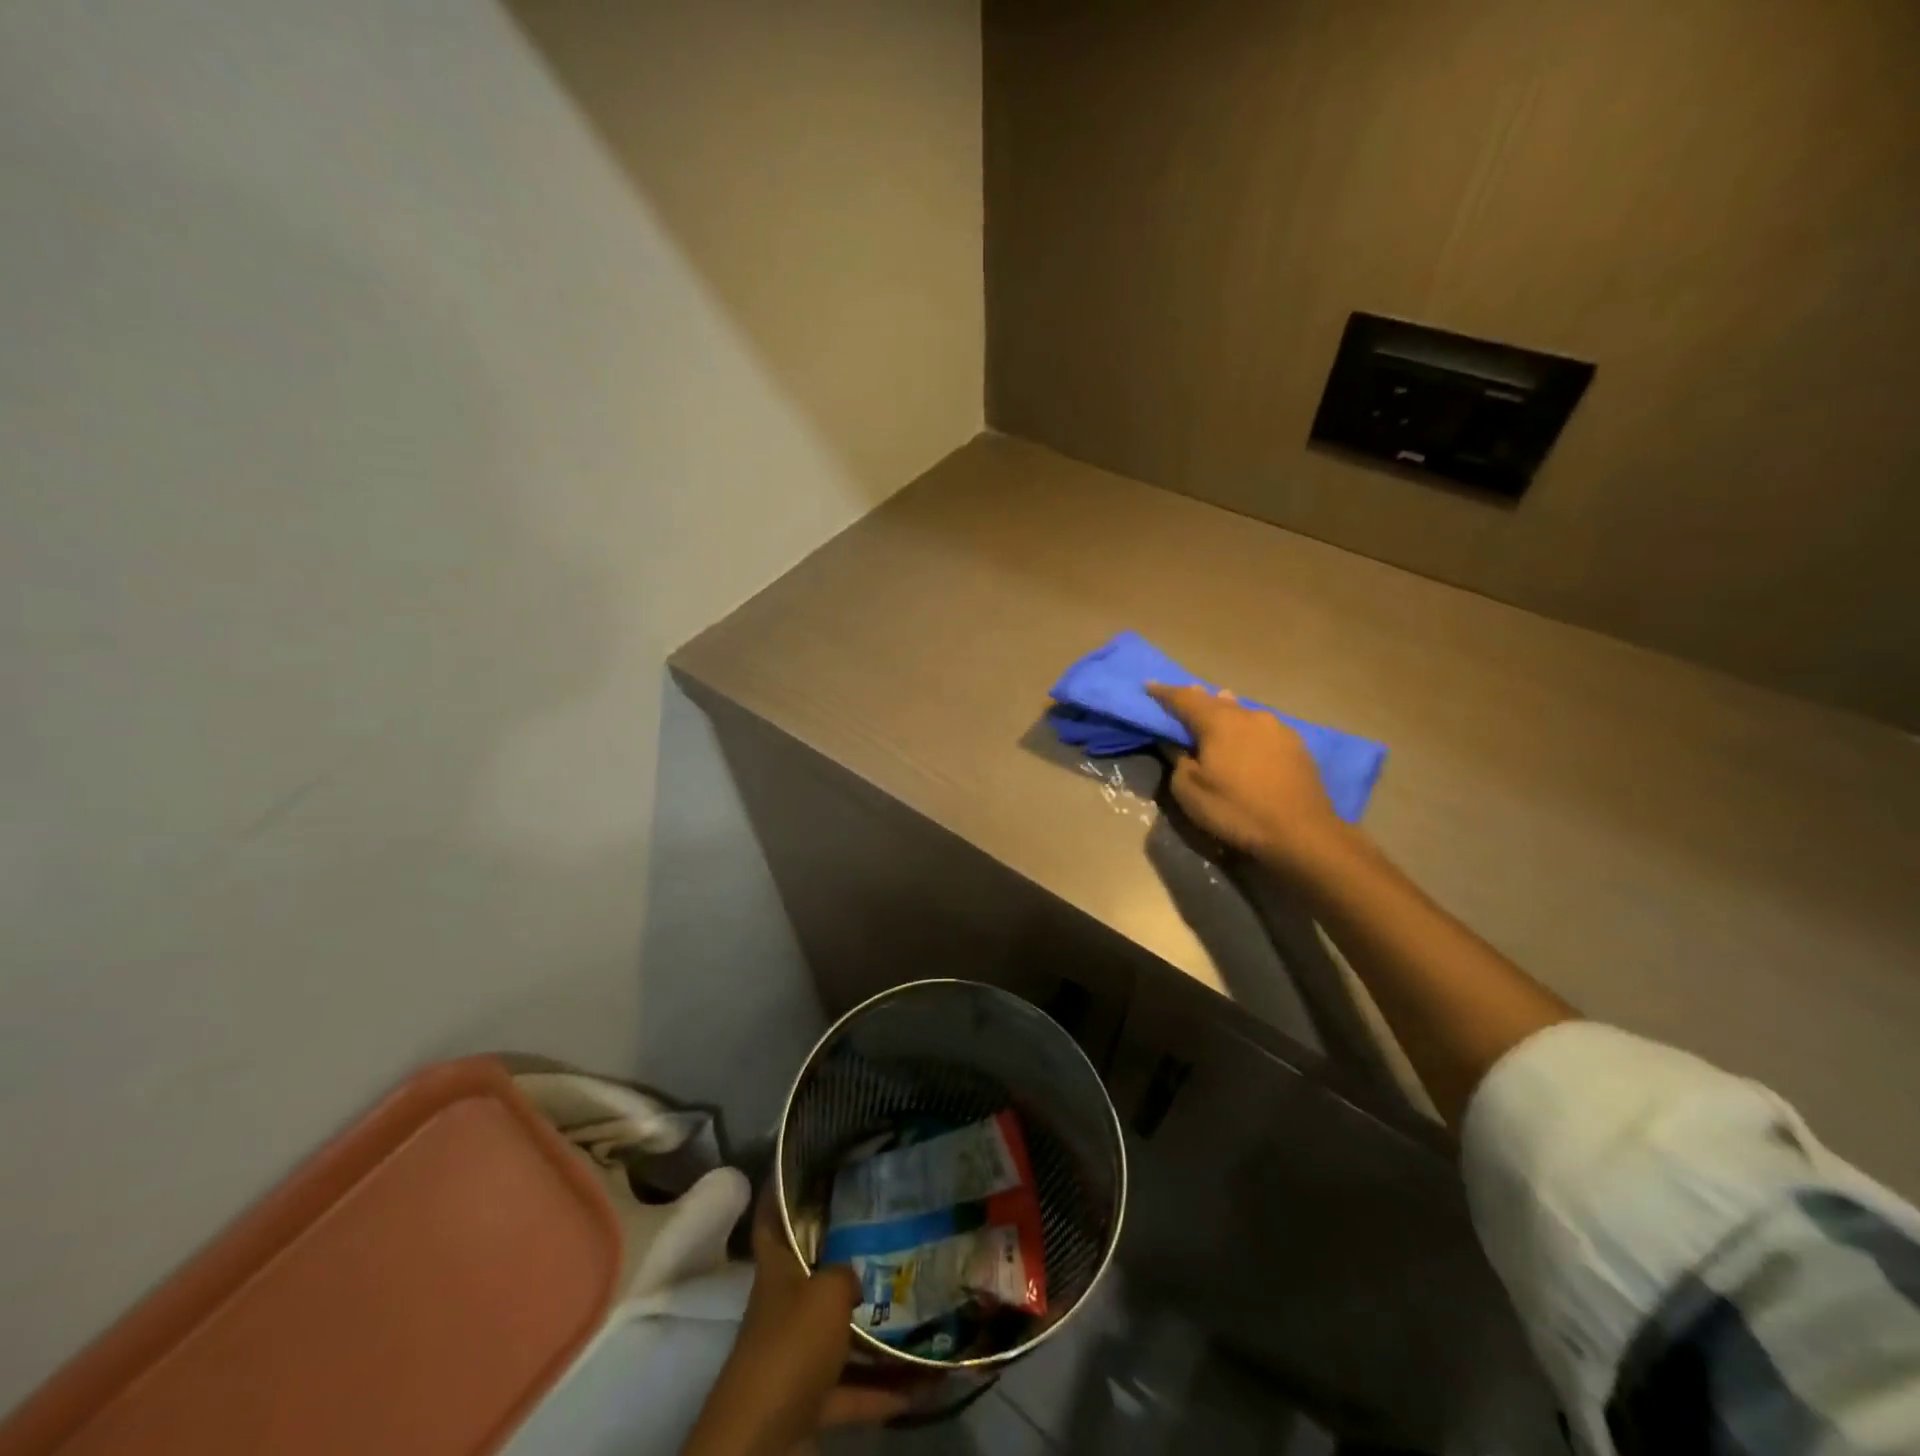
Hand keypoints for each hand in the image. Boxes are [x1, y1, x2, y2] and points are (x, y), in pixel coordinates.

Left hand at [681, 1195, 910, 1455]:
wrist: (760, 1442)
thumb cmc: (789, 1348)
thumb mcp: (826, 1293)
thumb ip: (846, 1274)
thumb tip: (857, 1276)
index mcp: (778, 1271)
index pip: (772, 1220)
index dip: (780, 1192)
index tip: (802, 1166)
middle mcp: (785, 1307)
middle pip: (814, 1274)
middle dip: (846, 1258)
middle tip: (888, 1232)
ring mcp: (797, 1356)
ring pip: (839, 1334)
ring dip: (874, 1331)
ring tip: (917, 1308)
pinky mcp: (810, 1401)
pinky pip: (854, 1389)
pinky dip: (884, 1389)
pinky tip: (923, 1383)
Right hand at [1147, 683, 1346, 870]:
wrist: (1301, 832)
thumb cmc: (1236, 810)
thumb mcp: (1190, 791)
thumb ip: (1177, 760)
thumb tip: (1174, 743)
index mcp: (1219, 722)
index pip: (1184, 698)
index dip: (1164, 692)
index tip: (1149, 685)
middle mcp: (1249, 715)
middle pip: (1216, 700)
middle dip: (1196, 700)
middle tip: (1181, 702)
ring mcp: (1277, 728)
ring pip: (1242, 712)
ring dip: (1225, 713)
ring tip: (1214, 717)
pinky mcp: (1296, 745)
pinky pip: (1261, 728)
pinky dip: (1246, 730)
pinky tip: (1246, 742)